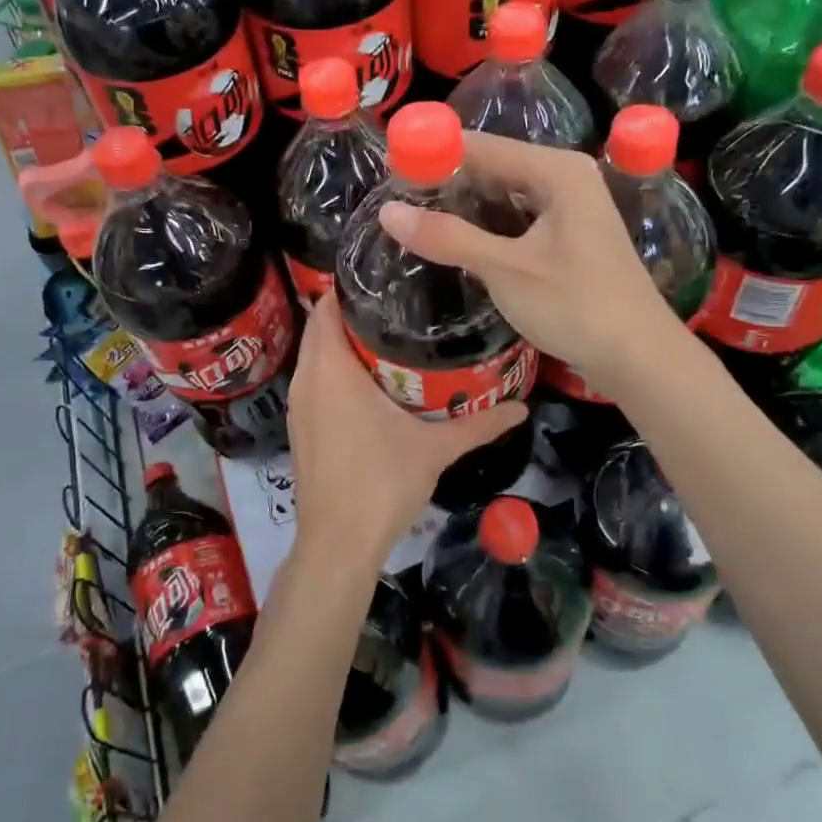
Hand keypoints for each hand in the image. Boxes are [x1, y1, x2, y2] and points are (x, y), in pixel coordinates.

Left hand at [288, 293, 525, 570]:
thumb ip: (479, 425)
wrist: (338, 543)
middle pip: (320, 329)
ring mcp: (299, 406)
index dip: (349, 289)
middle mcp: (307, 380)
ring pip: (315, 358)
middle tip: (398, 305)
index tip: (385, 279)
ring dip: (342, 345)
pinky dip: (334, 372)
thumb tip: (523, 408)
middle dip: (352, 315)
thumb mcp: (435, 449)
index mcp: (331, 370)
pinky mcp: (301, 428)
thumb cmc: (381, 483)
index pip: (326, 308)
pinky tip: (369, 383)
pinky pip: (314, 383)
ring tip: (388, 336)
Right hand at [375, 131, 692, 399]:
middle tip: (396, 201)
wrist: (640, 357)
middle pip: (494, 166)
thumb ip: (447, 237)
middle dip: (447, 182)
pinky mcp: (570, 238)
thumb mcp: (505, 270)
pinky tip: (457, 243)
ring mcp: (571, 209)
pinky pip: (518, 219)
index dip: (435, 153)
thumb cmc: (576, 305)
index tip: (389, 170)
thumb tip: (387, 212)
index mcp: (556, 171)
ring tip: (416, 220)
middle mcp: (566, 179)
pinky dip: (487, 227)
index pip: (482, 146)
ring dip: (465, 207)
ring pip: (505, 195)